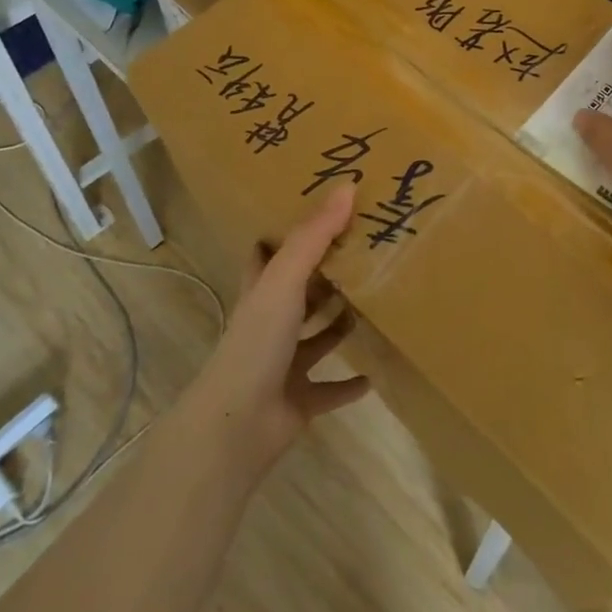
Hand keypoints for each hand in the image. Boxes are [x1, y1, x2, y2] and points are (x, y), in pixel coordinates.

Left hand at [178, 185, 371, 481]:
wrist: (236, 425)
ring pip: (315, 339)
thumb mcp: (285, 280)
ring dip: (338, 326)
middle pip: (298, 294)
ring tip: (375, 305)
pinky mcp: (298, 400)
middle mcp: (270, 324)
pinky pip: (329, 389)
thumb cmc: (257, 343)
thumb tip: (347, 186)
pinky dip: (348, 384)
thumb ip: (314, 235)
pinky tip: (374, 375)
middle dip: (324, 278)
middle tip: (365, 255)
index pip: (268, 254)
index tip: (321, 215)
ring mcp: (283, 364)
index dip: (286, 235)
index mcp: (261, 292)